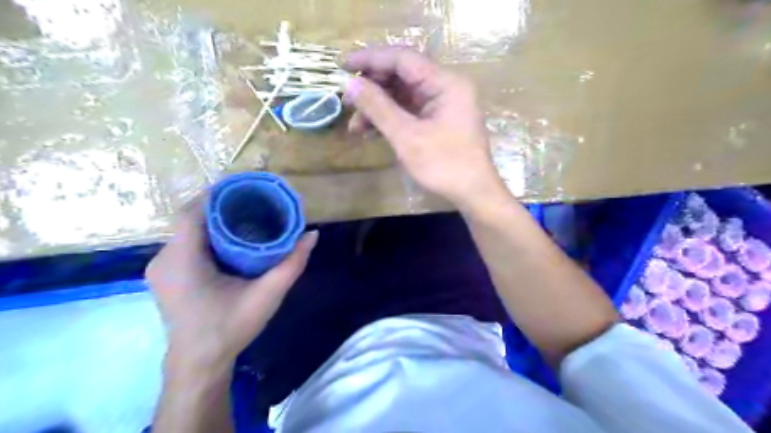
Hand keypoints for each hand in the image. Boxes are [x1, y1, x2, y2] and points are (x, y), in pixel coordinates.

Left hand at [145, 200, 317, 371]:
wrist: (199, 363)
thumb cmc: (230, 328)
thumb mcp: (267, 295)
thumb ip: (292, 264)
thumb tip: (312, 234)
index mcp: (182, 260)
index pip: (192, 212)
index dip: (217, 194)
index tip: (246, 186)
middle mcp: (164, 258)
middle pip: (191, 219)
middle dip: (221, 206)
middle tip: (253, 201)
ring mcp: (161, 267)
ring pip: (189, 231)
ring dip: (215, 220)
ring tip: (246, 214)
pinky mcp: (167, 275)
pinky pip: (186, 243)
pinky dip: (208, 234)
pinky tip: (230, 238)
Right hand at [344, 47, 507, 209]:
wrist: (472, 193)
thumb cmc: (444, 164)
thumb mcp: (407, 136)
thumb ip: (378, 108)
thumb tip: (350, 84)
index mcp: (444, 83)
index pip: (402, 58)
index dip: (370, 59)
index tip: (341, 66)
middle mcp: (445, 87)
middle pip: (402, 75)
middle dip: (372, 87)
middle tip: (347, 101)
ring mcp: (442, 105)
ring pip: (403, 95)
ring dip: (378, 107)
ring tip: (355, 125)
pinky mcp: (437, 121)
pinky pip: (409, 111)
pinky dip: (389, 118)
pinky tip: (370, 130)